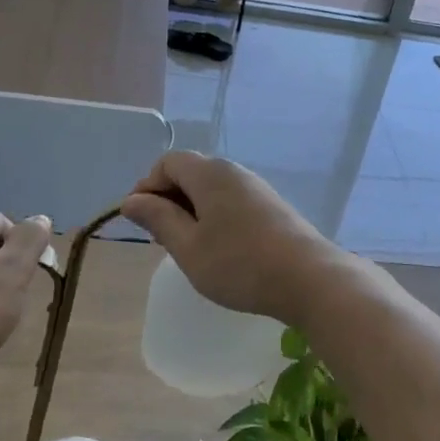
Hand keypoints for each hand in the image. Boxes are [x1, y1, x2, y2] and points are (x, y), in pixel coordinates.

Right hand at [120, 151, 345, 324]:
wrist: (308, 278)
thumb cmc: (239, 264)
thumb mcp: (188, 247)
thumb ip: (158, 219)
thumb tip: (131, 199)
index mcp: (210, 173)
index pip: (168, 163)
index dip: (147, 186)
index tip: (140, 221)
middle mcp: (234, 171)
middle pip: (190, 172)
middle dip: (168, 199)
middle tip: (161, 238)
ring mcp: (256, 187)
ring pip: (211, 189)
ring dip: (192, 211)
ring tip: (188, 247)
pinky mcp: (271, 206)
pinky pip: (231, 201)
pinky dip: (214, 217)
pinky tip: (219, 249)